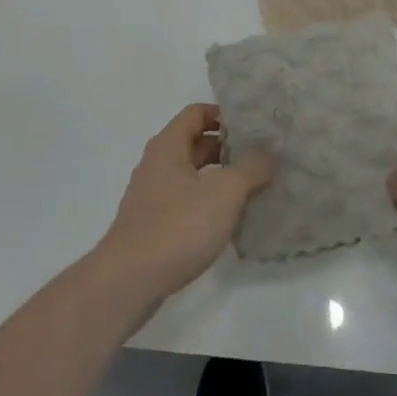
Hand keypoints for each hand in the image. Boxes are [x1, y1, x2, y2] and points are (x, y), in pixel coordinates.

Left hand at [93, 104, 275, 303]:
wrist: (128, 282)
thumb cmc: (178, 226)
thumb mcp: (224, 193)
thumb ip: (250, 169)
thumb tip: (269, 154)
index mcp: (168, 145)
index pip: (197, 113)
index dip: (224, 115)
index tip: (251, 127)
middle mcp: (157, 163)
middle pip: (195, 143)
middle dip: (227, 148)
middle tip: (259, 157)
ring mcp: (152, 195)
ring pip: (191, 175)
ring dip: (219, 178)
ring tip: (251, 189)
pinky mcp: (152, 224)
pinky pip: (185, 201)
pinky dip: (206, 203)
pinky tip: (227, 221)